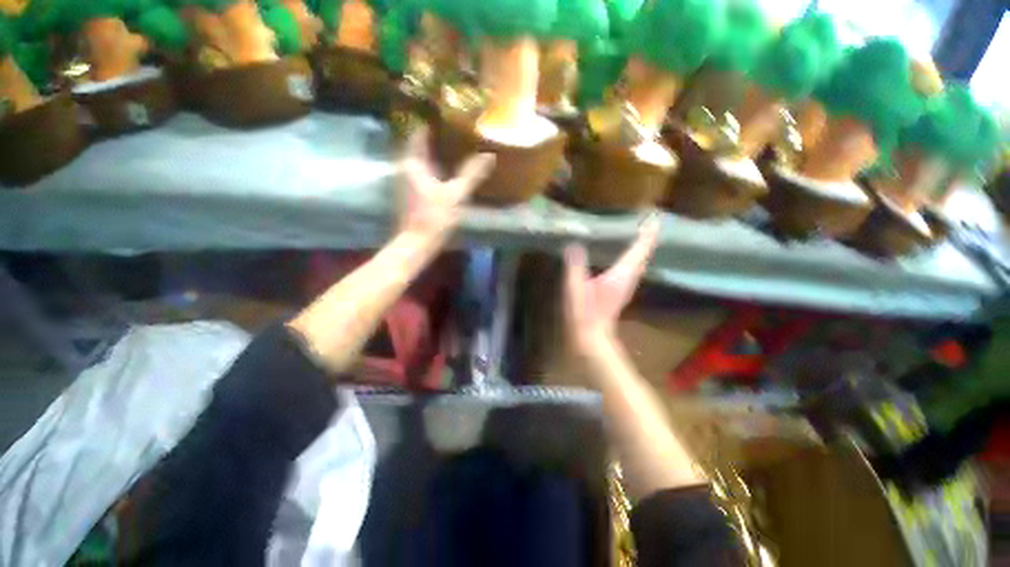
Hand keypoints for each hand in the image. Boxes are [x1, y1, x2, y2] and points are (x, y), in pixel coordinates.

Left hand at [397, 127, 494, 244]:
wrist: (417, 242)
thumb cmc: (435, 216)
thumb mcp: (456, 194)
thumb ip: (471, 174)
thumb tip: (488, 155)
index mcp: (413, 162)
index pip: (418, 132)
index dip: (432, 121)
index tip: (449, 115)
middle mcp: (405, 167)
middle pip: (419, 145)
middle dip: (436, 136)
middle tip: (457, 129)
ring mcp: (406, 180)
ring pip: (421, 159)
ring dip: (435, 152)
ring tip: (455, 146)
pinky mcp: (410, 192)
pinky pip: (422, 171)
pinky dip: (433, 166)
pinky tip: (447, 170)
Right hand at [563, 217, 659, 352]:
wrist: (592, 337)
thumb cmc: (584, 313)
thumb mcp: (575, 289)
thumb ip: (575, 266)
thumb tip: (574, 244)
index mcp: (621, 274)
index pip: (639, 249)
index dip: (647, 232)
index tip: (654, 216)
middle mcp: (629, 277)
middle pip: (644, 253)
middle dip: (648, 235)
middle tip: (650, 219)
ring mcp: (627, 284)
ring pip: (640, 260)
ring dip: (643, 245)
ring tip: (643, 230)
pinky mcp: (621, 288)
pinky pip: (634, 266)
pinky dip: (635, 255)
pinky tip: (629, 252)